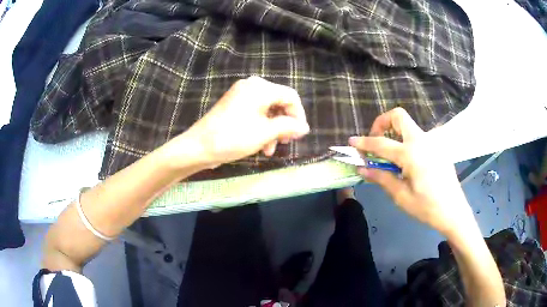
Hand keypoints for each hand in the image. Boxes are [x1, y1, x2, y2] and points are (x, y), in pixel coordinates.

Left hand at [170, 76, 309, 167]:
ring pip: (268, 110)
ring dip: (273, 130)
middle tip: (286, 142)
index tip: (299, 134)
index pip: (290, 96)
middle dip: (284, 124)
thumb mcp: (265, 133)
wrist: (198, 147)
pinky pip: (256, 113)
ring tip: (270, 150)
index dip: (299, 115)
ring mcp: (241, 95)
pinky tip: (261, 146)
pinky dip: (261, 128)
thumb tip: (305, 127)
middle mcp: (252, 86)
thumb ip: (288, 127)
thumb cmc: (232, 138)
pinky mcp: (235, 105)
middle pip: (279, 102)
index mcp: (260, 88)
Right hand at [349, 108, 472, 236]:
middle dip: (382, 122)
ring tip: (389, 155)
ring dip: (394, 133)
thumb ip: (382, 178)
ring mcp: (432, 142)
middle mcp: (422, 141)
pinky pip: (418, 137)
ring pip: (409, 126)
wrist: (454, 211)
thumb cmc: (427, 208)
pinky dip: (406, 142)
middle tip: (376, 140)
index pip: (381, 143)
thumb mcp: (401, 196)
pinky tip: (406, 162)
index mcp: (411, 154)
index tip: (351, 142)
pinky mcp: (437, 147)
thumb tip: (362, 168)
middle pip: (398, 116)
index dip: (364, 142)